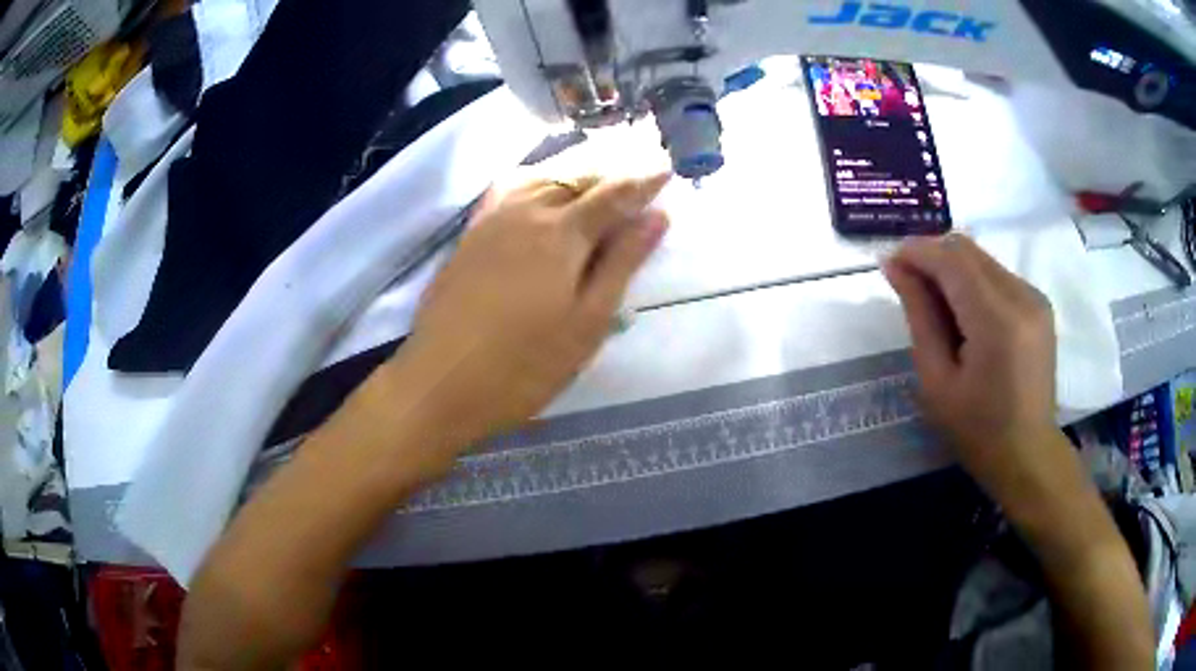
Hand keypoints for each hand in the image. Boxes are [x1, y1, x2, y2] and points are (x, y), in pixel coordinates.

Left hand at [392, 173, 670, 461]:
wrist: (441, 383)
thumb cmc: (525, 365)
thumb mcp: (587, 321)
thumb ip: (623, 263)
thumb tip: (657, 216)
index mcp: (562, 232)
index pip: (613, 193)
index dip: (643, 182)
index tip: (666, 172)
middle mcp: (526, 211)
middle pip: (576, 178)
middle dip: (610, 176)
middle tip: (635, 183)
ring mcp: (491, 220)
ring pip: (540, 179)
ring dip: (573, 177)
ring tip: (594, 188)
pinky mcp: (469, 235)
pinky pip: (508, 191)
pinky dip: (535, 183)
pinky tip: (538, 195)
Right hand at [881, 234, 1059, 501]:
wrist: (1028, 454)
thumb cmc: (977, 431)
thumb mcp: (937, 381)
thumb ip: (919, 316)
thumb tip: (896, 267)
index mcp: (997, 320)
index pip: (951, 259)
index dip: (915, 252)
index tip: (889, 264)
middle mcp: (1021, 295)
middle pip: (966, 249)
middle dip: (931, 256)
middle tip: (907, 285)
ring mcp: (1034, 297)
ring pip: (981, 258)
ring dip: (951, 269)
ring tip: (934, 305)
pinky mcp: (1039, 303)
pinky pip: (996, 274)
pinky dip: (972, 281)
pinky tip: (963, 314)